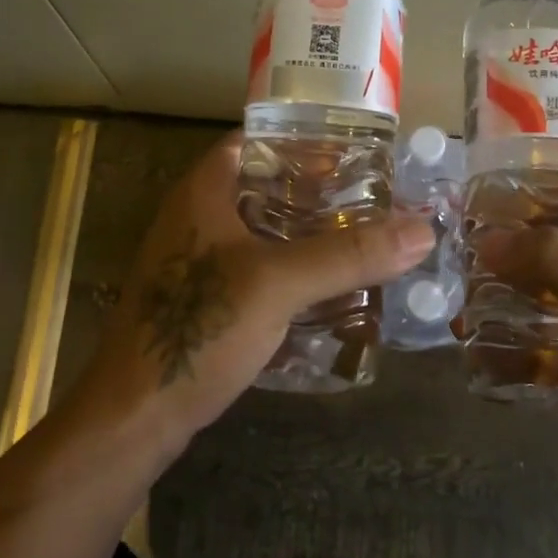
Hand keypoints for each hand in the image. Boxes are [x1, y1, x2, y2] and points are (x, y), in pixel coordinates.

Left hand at [73, 133, 434, 451]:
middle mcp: (198, 218)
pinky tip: (332, 290)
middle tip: (374, 199)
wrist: (135, 417)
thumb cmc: (197, 329)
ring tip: (364, 240)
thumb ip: (349, 256)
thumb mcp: (278, 284)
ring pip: (266, 234)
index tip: (356, 151)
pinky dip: (295, 273)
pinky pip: (260, 273)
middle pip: (267, 188)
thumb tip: (422, 230)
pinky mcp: (206, 304)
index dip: (305, 139)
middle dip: (319, 194)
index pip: (257, 140)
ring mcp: (199, 263)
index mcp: (205, 192)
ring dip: (310, 236)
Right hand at [479, 185, 557, 510]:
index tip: (495, 197)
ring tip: (464, 304)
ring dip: (509, 295)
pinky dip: (517, 343)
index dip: (546, 187)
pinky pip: (548, 339)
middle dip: (514, 246)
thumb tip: (491, 241)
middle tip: (466, 254)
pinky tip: (481, 352)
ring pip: (549, 291)